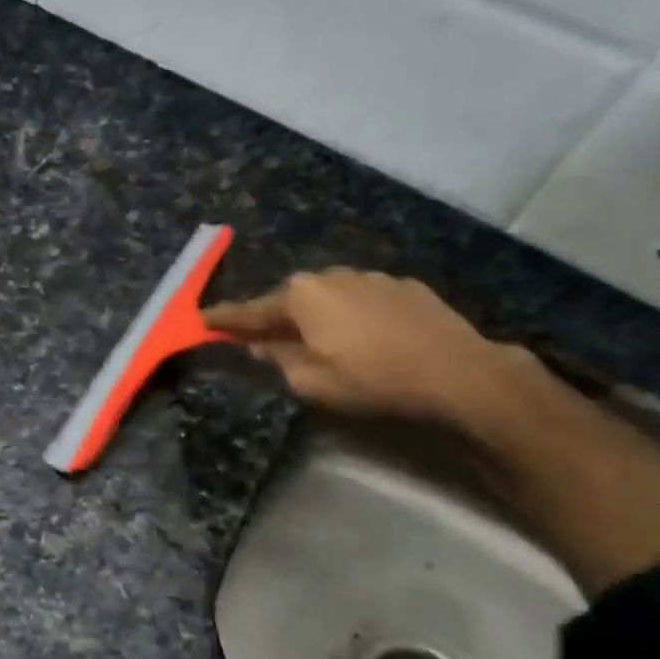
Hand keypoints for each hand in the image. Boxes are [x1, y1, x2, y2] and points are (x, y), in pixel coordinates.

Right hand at [203, 269, 532, 426]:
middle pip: (290, 298)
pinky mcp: (403, 285)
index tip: (201, 319)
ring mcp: (371, 276)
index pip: (251, 310)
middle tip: (261, 337)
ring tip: (316, 338)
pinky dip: (349, 313)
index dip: (224, 319)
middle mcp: (331, 276)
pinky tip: (361, 334)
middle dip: (274, 316)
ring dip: (314, 314)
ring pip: (327, 295)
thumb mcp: (312, 382)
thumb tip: (258, 344)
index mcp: (302, 298)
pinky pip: (360, 298)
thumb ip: (278, 359)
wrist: (458, 372)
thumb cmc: (373, 380)